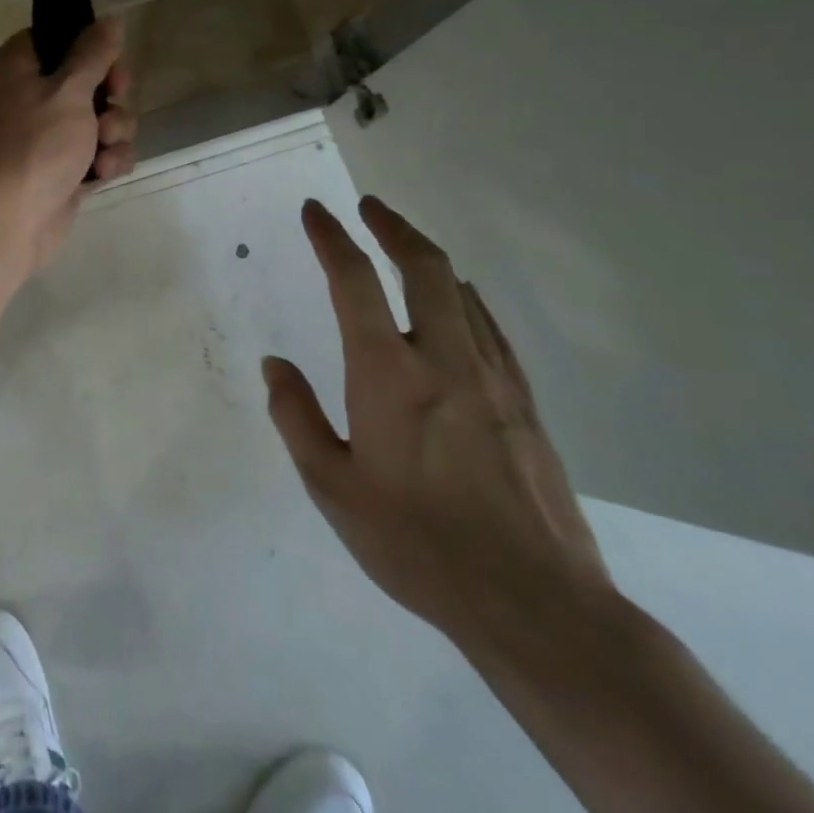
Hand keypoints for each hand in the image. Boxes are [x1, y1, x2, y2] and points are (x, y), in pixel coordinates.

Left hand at [0, 18, 137, 277]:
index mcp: (19, 67)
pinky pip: (98, 154)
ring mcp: (46, 136)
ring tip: (102, 150)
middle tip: (108, 110)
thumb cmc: (35, 144)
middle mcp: (30, 97)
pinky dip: (106, 162)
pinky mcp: (63, 169)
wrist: (8, 220)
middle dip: (111, 98)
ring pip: (100, 119)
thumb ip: (94, 53)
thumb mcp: (69, 90)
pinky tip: (102, 175)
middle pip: (89, 80)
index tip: (109, 62)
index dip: (90, 48)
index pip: (59, 39)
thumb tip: (111, 19)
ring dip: (113, 133)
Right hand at [264, 196, 612, 649]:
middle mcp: (443, 359)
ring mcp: (493, 378)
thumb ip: (296, 417)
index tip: (315, 210)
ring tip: (405, 244)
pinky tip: (461, 302)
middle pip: (424, 266)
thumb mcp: (332, 487)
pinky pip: (491, 328)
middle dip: (392, 226)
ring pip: (463, 291)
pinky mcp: (525, 404)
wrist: (538, 606)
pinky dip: (466, 298)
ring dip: (429, 256)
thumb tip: (275, 365)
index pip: (353, 280)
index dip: (331, 236)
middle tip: (369, 206)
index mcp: (388, 374)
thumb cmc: (417, 544)